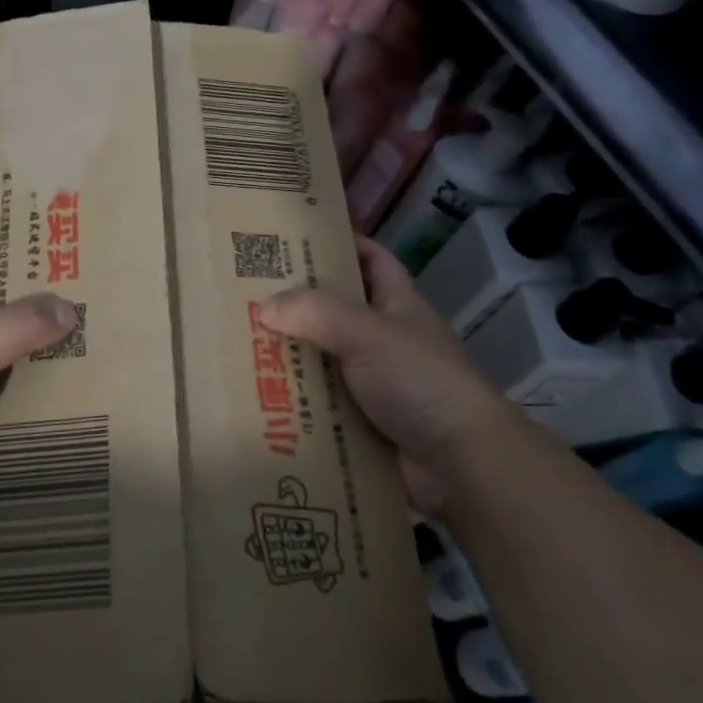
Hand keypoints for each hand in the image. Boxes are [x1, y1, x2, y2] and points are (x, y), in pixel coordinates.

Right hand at [260, 237, 511, 514]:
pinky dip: (297, 404)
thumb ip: (316, 313)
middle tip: (250, 297)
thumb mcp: (367, 333)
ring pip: (325, 362)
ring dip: (292, 360)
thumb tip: (265, 306)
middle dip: (298, 306)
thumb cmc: (420, 380)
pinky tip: (260, 400)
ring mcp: (377, 384)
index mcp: (398, 306)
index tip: (297, 240)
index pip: (372, 261)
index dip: (343, 244)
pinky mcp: (365, 423)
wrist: (460, 462)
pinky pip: (323, 406)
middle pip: (337, 312)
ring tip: (242, 348)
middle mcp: (387, 340)